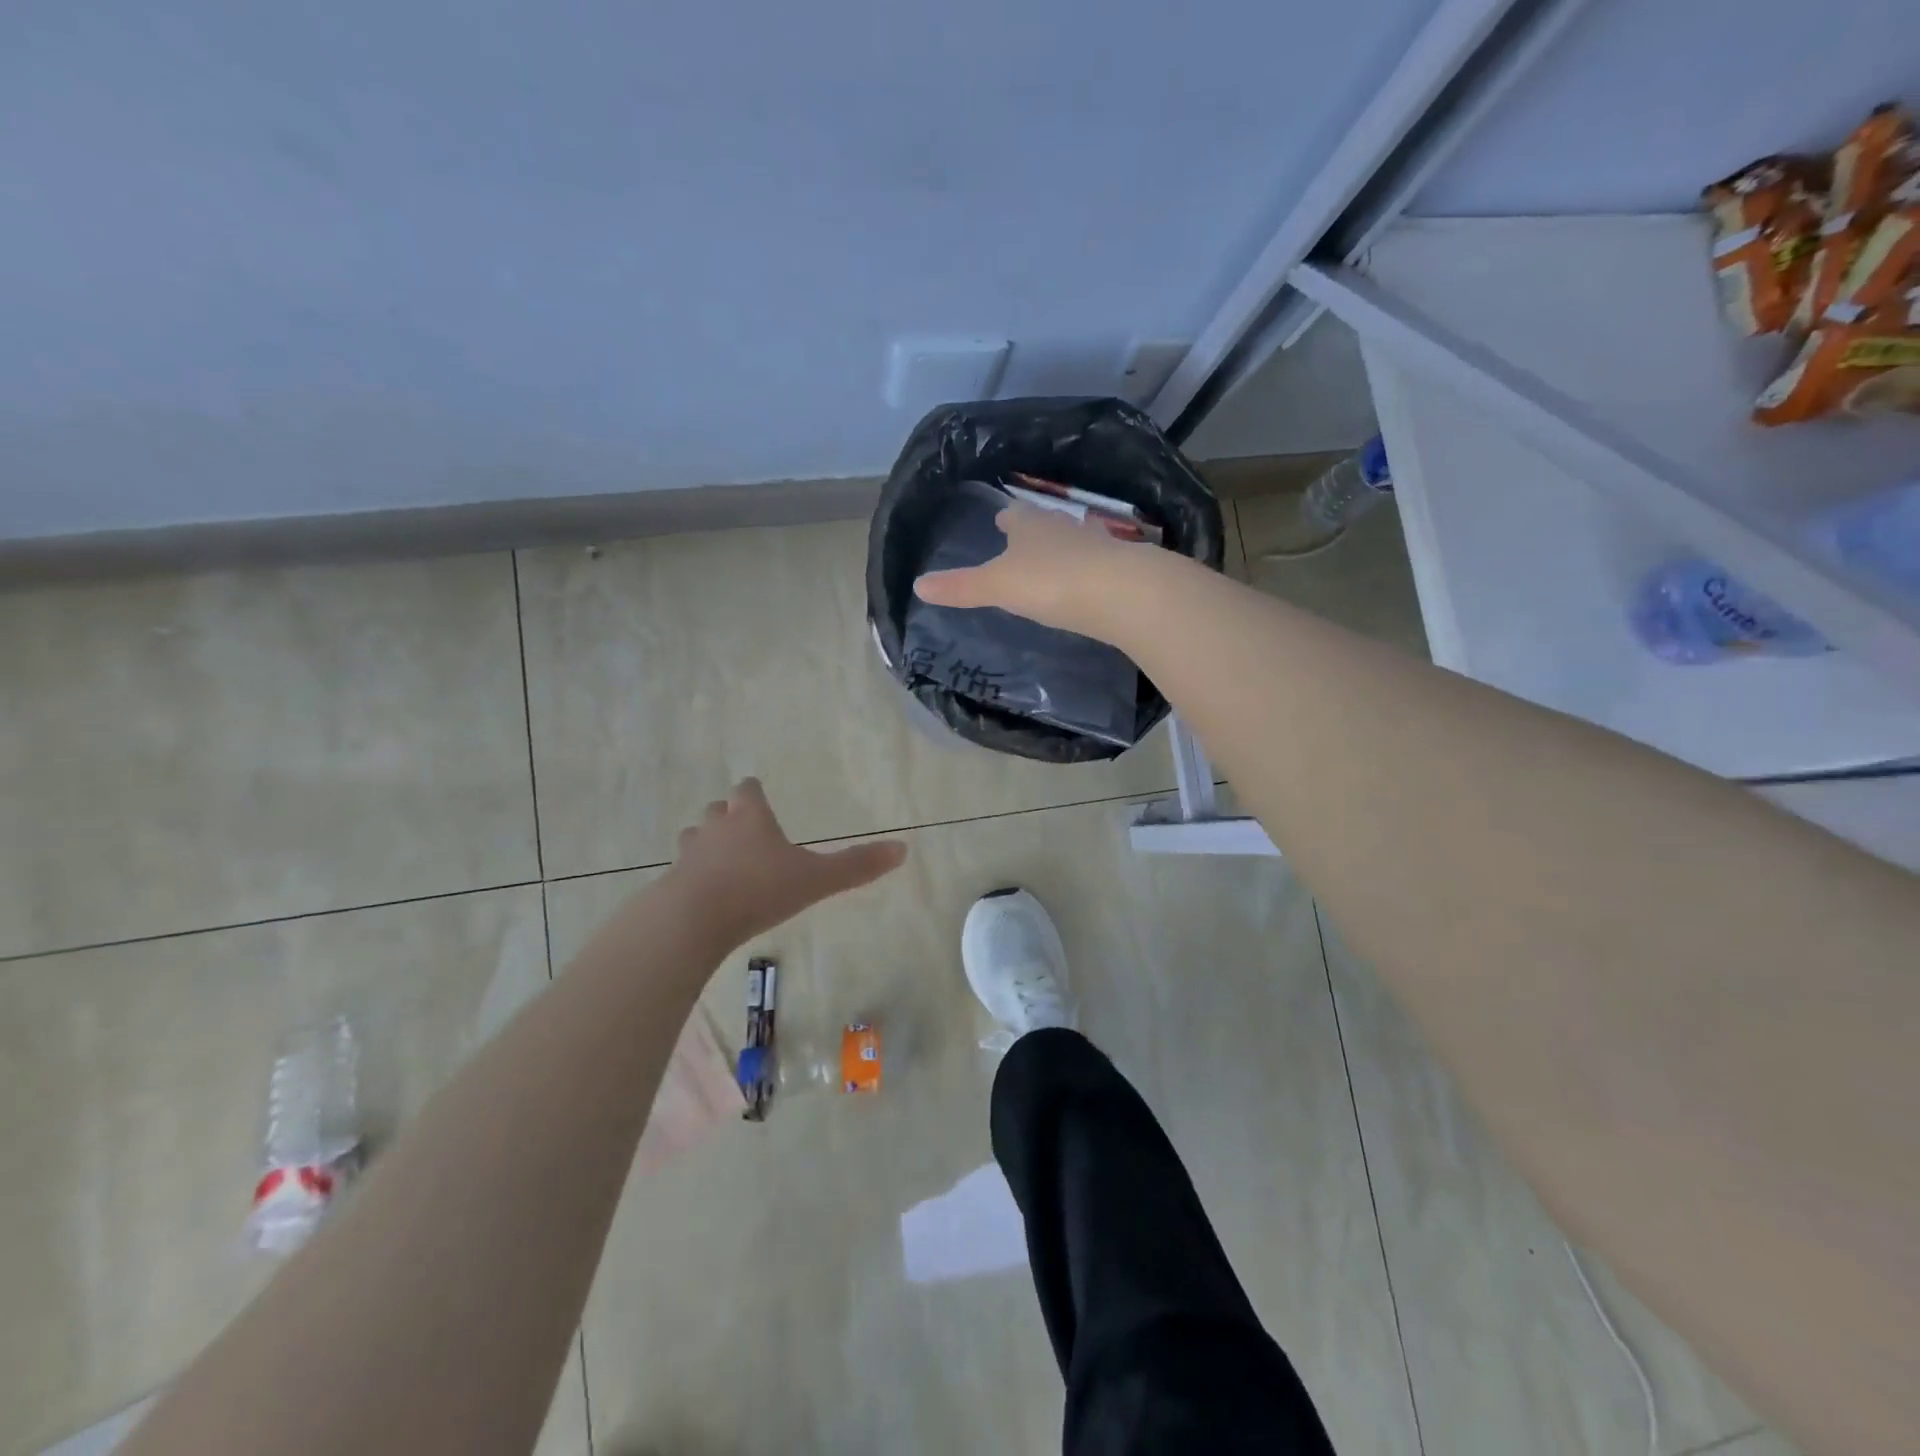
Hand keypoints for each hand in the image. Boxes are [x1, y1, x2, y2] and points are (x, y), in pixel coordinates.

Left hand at [669, 778, 906, 946]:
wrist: (692, 920)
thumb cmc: (759, 890)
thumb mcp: (816, 880)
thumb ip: (856, 866)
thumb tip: (903, 849)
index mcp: (751, 817)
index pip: (748, 789)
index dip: (754, 792)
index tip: (759, 795)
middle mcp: (717, 828)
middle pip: (718, 809)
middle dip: (729, 815)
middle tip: (743, 829)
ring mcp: (689, 854)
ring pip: (695, 836)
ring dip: (706, 843)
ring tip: (720, 860)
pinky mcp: (671, 883)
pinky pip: (681, 871)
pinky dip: (691, 876)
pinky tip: (703, 895)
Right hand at [911, 503, 1156, 638]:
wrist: (1121, 592)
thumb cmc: (1050, 582)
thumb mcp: (997, 587)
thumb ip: (961, 587)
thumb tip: (918, 584)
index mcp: (1030, 525)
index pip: (1015, 515)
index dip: (1006, 519)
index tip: (1000, 522)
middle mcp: (1064, 527)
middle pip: (1046, 523)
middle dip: (1035, 530)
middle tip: (1025, 539)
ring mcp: (1097, 545)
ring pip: (1075, 540)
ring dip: (1065, 547)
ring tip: (1056, 559)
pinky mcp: (1122, 568)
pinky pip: (1100, 563)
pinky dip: (1091, 569)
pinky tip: (1090, 581)